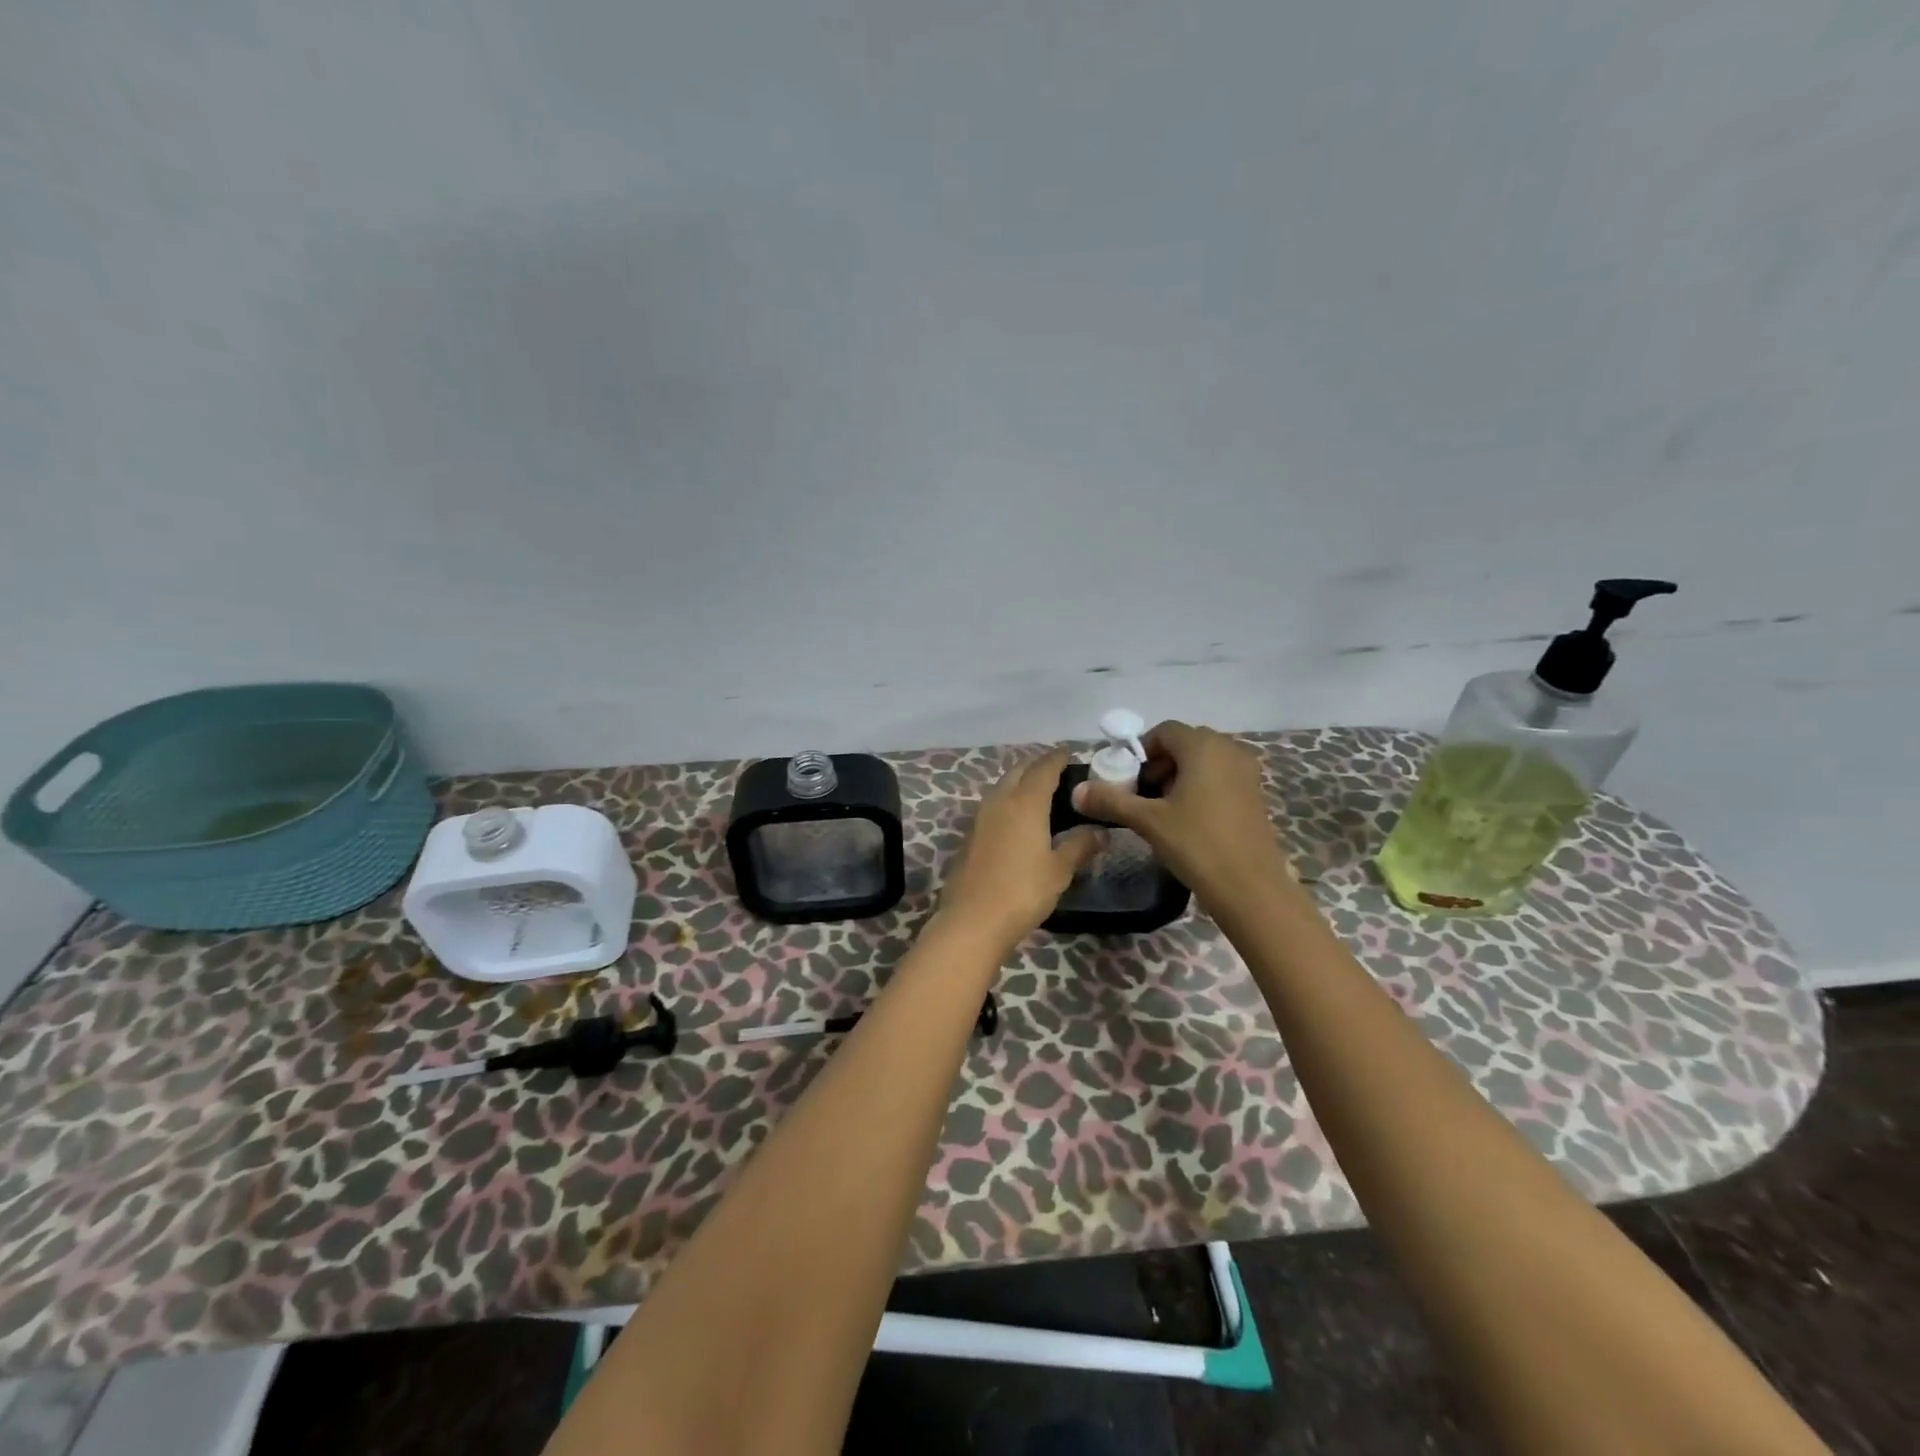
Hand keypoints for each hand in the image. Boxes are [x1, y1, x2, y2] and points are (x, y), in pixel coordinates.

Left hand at [939, 748, 1102, 952]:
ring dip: (1019, 782)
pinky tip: (1017, 819)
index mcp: (1025, 802)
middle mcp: (1000, 800)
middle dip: (1036, 766)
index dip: (1057, 758)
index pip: (1043, 768)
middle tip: (1056, 773)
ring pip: (1001, 787)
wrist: (973, 919)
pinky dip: (1007, 802)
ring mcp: (980, 817)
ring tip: (1039, 794)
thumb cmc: (1023, 890)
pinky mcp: (969, 835)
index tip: (1069, 754)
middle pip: (1018, 771)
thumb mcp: (1059, 869)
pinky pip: (992, 806)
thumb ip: (1080, 845)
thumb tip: (1102, 832)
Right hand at [1071, 720, 1288, 905]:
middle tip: (1144, 794)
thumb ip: (1111, 800)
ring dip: (1180, 775)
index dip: (1142, 750)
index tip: (1129, 778)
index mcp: (1203, 746)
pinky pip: (1221, 776)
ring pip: (1204, 760)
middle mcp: (1229, 749)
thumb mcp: (1147, 821)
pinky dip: (1201, 786)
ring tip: (1164, 809)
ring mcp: (1247, 772)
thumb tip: (1076, 791)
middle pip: (1185, 743)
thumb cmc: (1196, 844)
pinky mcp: (1255, 794)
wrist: (1250, 887)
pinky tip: (1190, 819)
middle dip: (1160, 763)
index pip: (1165, 731)